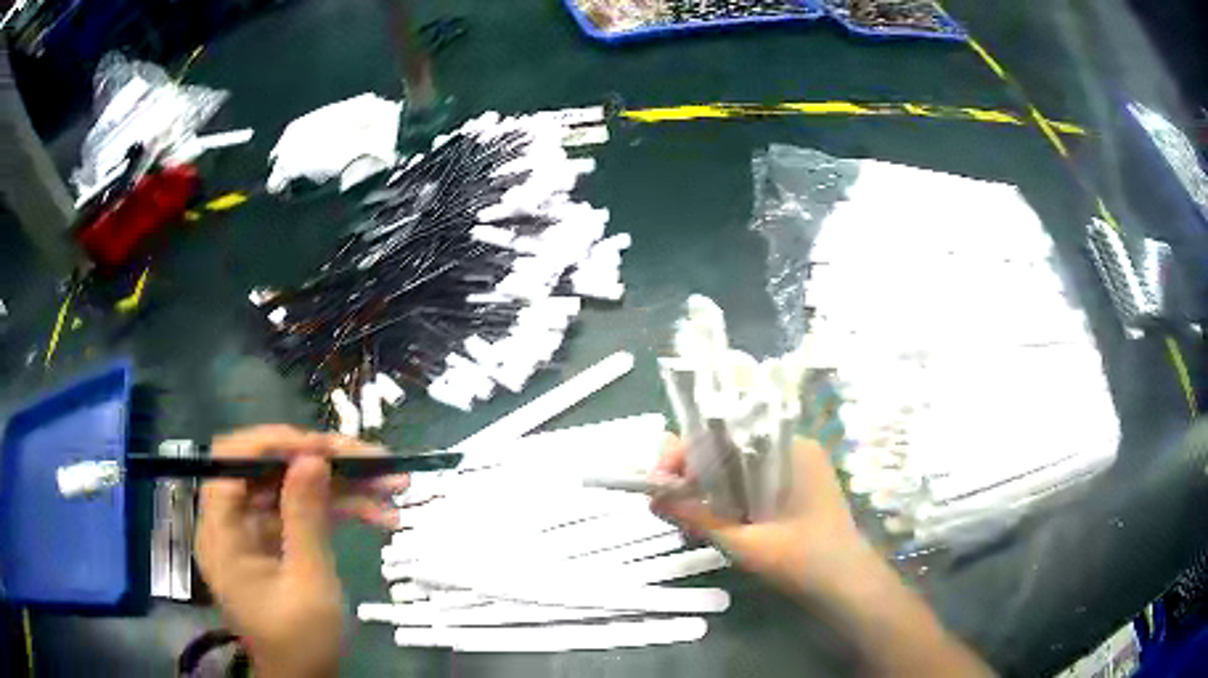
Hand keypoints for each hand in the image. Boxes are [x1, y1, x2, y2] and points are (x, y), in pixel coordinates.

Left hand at [196, 426, 407, 677]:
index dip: (273, 444)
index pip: (232, 461)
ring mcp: (256, 531)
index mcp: (222, 533)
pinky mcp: (278, 541)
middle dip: (323, 462)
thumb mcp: (308, 584)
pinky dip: (341, 510)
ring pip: (294, 488)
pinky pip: (305, 512)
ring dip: (342, 486)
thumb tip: (312, 457)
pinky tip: (381, 515)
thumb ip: (305, 519)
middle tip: (373, 460)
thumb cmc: (301, 642)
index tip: (322, 447)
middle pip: (270, 469)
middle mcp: (233, 522)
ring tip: (393, 486)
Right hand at [653, 438, 994, 676]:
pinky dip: (728, 496)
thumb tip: (651, 499)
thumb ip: (697, 518)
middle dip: (693, 473)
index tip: (659, 480)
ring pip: (738, 465)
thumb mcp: (743, 542)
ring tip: (686, 517)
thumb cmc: (802, 561)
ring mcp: (796, 467)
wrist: (847, 585)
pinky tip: (713, 521)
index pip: (725, 432)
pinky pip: (752, 480)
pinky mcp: (796, 487)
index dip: (686, 451)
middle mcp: (792, 449)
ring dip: (708, 487)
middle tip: (668, 504)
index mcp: (787, 449)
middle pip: (729, 447)